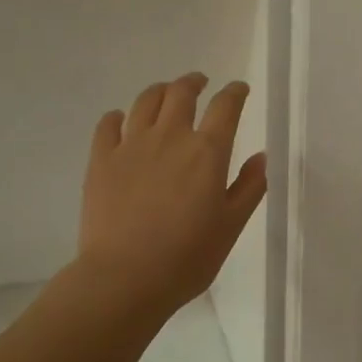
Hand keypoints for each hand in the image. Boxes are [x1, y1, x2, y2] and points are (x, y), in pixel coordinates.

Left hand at [75, 74, 267, 315]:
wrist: (125, 278)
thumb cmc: (187, 257)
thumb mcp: (231, 226)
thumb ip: (249, 187)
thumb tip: (259, 157)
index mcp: (207, 152)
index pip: (226, 107)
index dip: (235, 93)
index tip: (239, 90)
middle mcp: (170, 137)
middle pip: (181, 93)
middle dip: (194, 82)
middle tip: (199, 83)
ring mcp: (131, 145)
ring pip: (145, 101)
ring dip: (160, 91)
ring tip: (165, 94)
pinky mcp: (101, 160)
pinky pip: (108, 124)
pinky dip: (118, 116)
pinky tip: (122, 120)